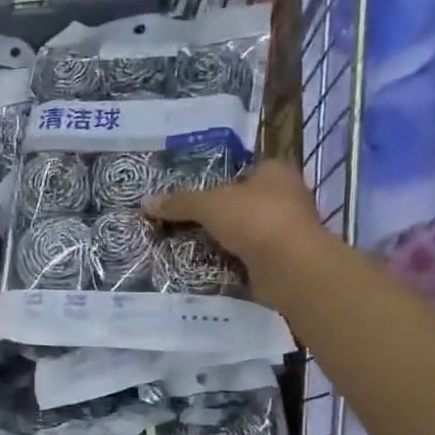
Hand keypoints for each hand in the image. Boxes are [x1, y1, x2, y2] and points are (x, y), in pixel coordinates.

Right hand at [145, 159, 328, 309]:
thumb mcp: (208, 205)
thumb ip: (179, 203)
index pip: (246, 169)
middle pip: (245, 201)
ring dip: (226, 238)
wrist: (289, 266)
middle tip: (187, 220)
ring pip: (248, 230)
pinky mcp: (285, 258)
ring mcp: (288, 229)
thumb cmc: (254, 219)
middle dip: (221, 212)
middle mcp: (288, 196)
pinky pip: (251, 256)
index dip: (222, 179)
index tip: (197, 193)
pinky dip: (233, 260)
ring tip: (192, 244)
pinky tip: (209, 264)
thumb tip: (146, 202)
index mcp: (276, 171)